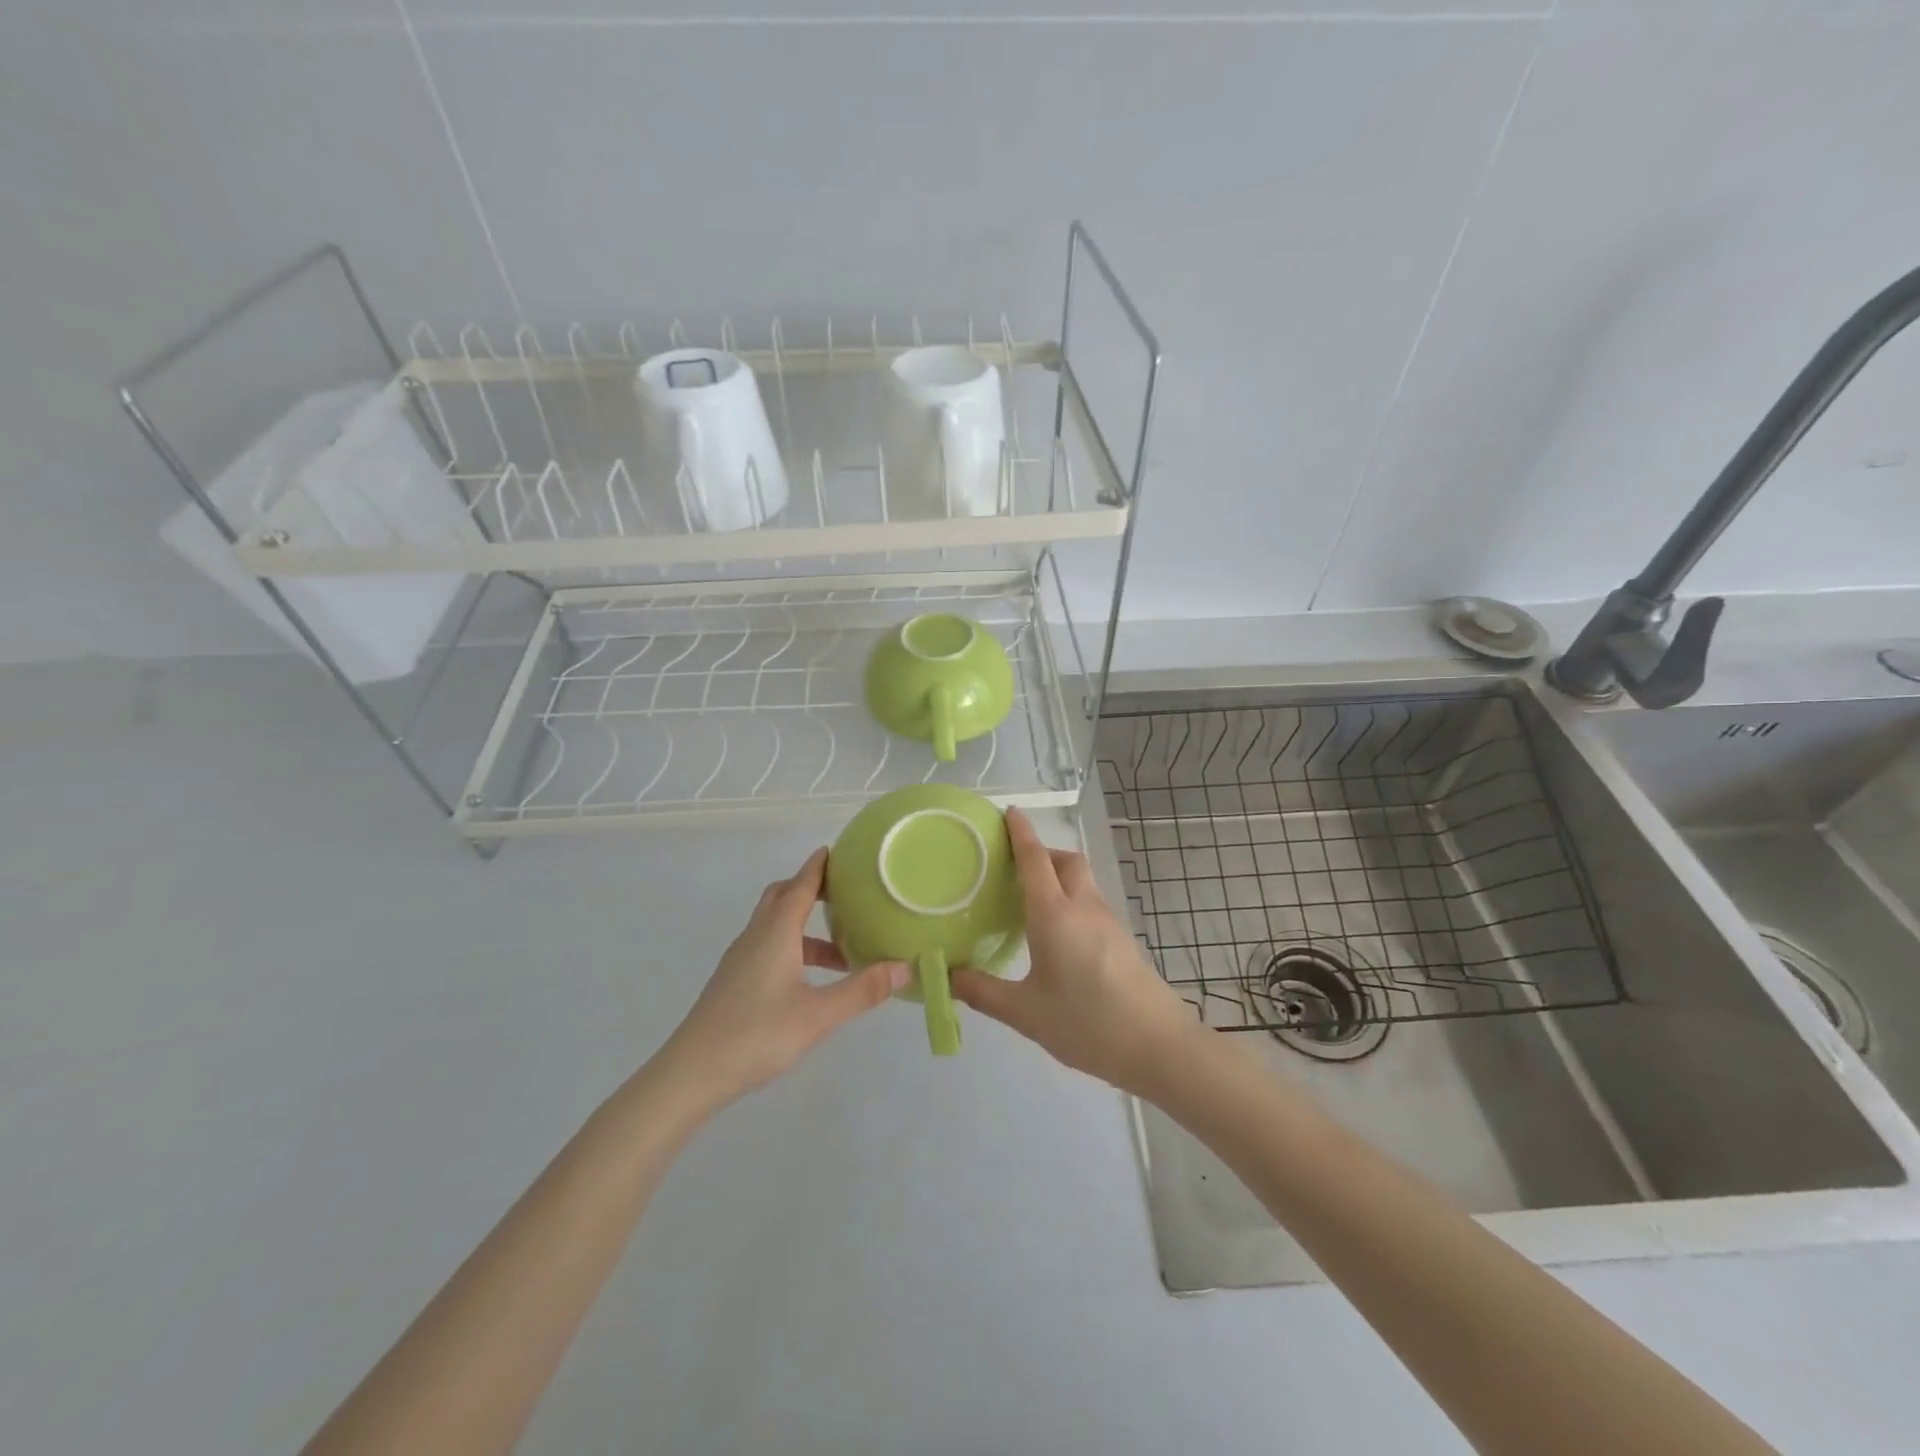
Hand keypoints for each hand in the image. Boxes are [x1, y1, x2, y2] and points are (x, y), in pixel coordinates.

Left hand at [657, 848, 906, 1109]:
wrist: (691, 1073)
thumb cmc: (757, 1035)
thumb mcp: (818, 1015)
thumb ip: (862, 990)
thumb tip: (905, 967)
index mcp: (776, 932)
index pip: (801, 884)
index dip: (820, 866)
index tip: (841, 851)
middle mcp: (756, 936)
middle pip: (783, 896)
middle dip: (811, 887)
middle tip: (846, 892)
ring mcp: (741, 959)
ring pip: (775, 925)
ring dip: (806, 926)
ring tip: (842, 949)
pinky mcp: (735, 981)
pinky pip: (768, 946)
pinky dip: (794, 947)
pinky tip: (811, 979)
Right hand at [951, 809, 1200, 1096]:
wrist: (1157, 1045)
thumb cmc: (1086, 1023)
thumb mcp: (1025, 1012)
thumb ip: (983, 992)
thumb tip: (948, 975)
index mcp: (1055, 914)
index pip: (1035, 859)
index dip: (1020, 832)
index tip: (1009, 812)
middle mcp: (1083, 907)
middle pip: (1067, 860)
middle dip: (1043, 852)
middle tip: (1015, 868)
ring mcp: (1108, 922)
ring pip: (1082, 880)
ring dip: (1059, 876)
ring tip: (1032, 901)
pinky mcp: (1122, 939)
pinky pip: (1092, 903)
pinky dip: (1072, 899)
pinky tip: (1059, 934)